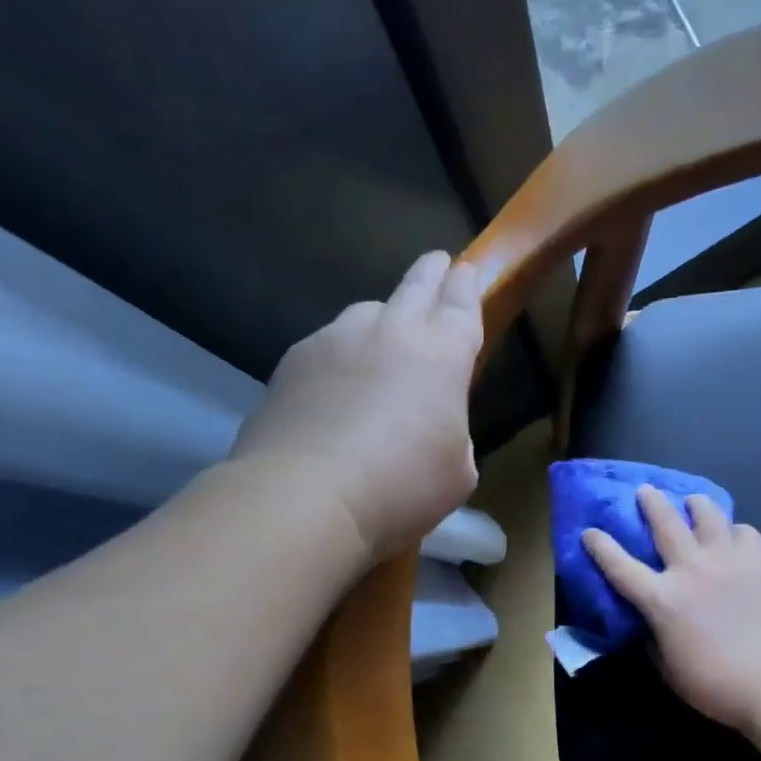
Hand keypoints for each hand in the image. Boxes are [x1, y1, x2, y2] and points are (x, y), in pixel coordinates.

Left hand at [230, 250, 483, 564]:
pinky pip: (327, 345)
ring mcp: (336, 340)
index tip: (466, 270)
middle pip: (416, 285)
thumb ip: (454, 435)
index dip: (467, 284)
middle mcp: (390, 331)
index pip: (461, 301)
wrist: (305, 495)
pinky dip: (339, 356)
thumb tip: (434, 428)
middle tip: (437, 264)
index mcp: (442, 353)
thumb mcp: (457, 472)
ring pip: (366, 313)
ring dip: (381, 320)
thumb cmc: (401, 485)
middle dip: (431, 273)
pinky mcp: (293, 360)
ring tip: (380, 344)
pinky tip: (334, 388)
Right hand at [583, 486, 760, 735]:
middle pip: (665, 522)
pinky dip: (735, 531)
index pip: (620, 567)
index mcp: (663, 599)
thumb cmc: (717, 686)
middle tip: (645, 490)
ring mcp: (728, 559)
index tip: (590, 531)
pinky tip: (734, 536)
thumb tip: (652, 623)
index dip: (601, 547)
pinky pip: (745, 532)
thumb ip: (655, 640)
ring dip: (696, 504)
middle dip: (650, 502)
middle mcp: (691, 569)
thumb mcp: (669, 670)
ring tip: (692, 501)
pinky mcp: (760, 561)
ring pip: (708, 515)